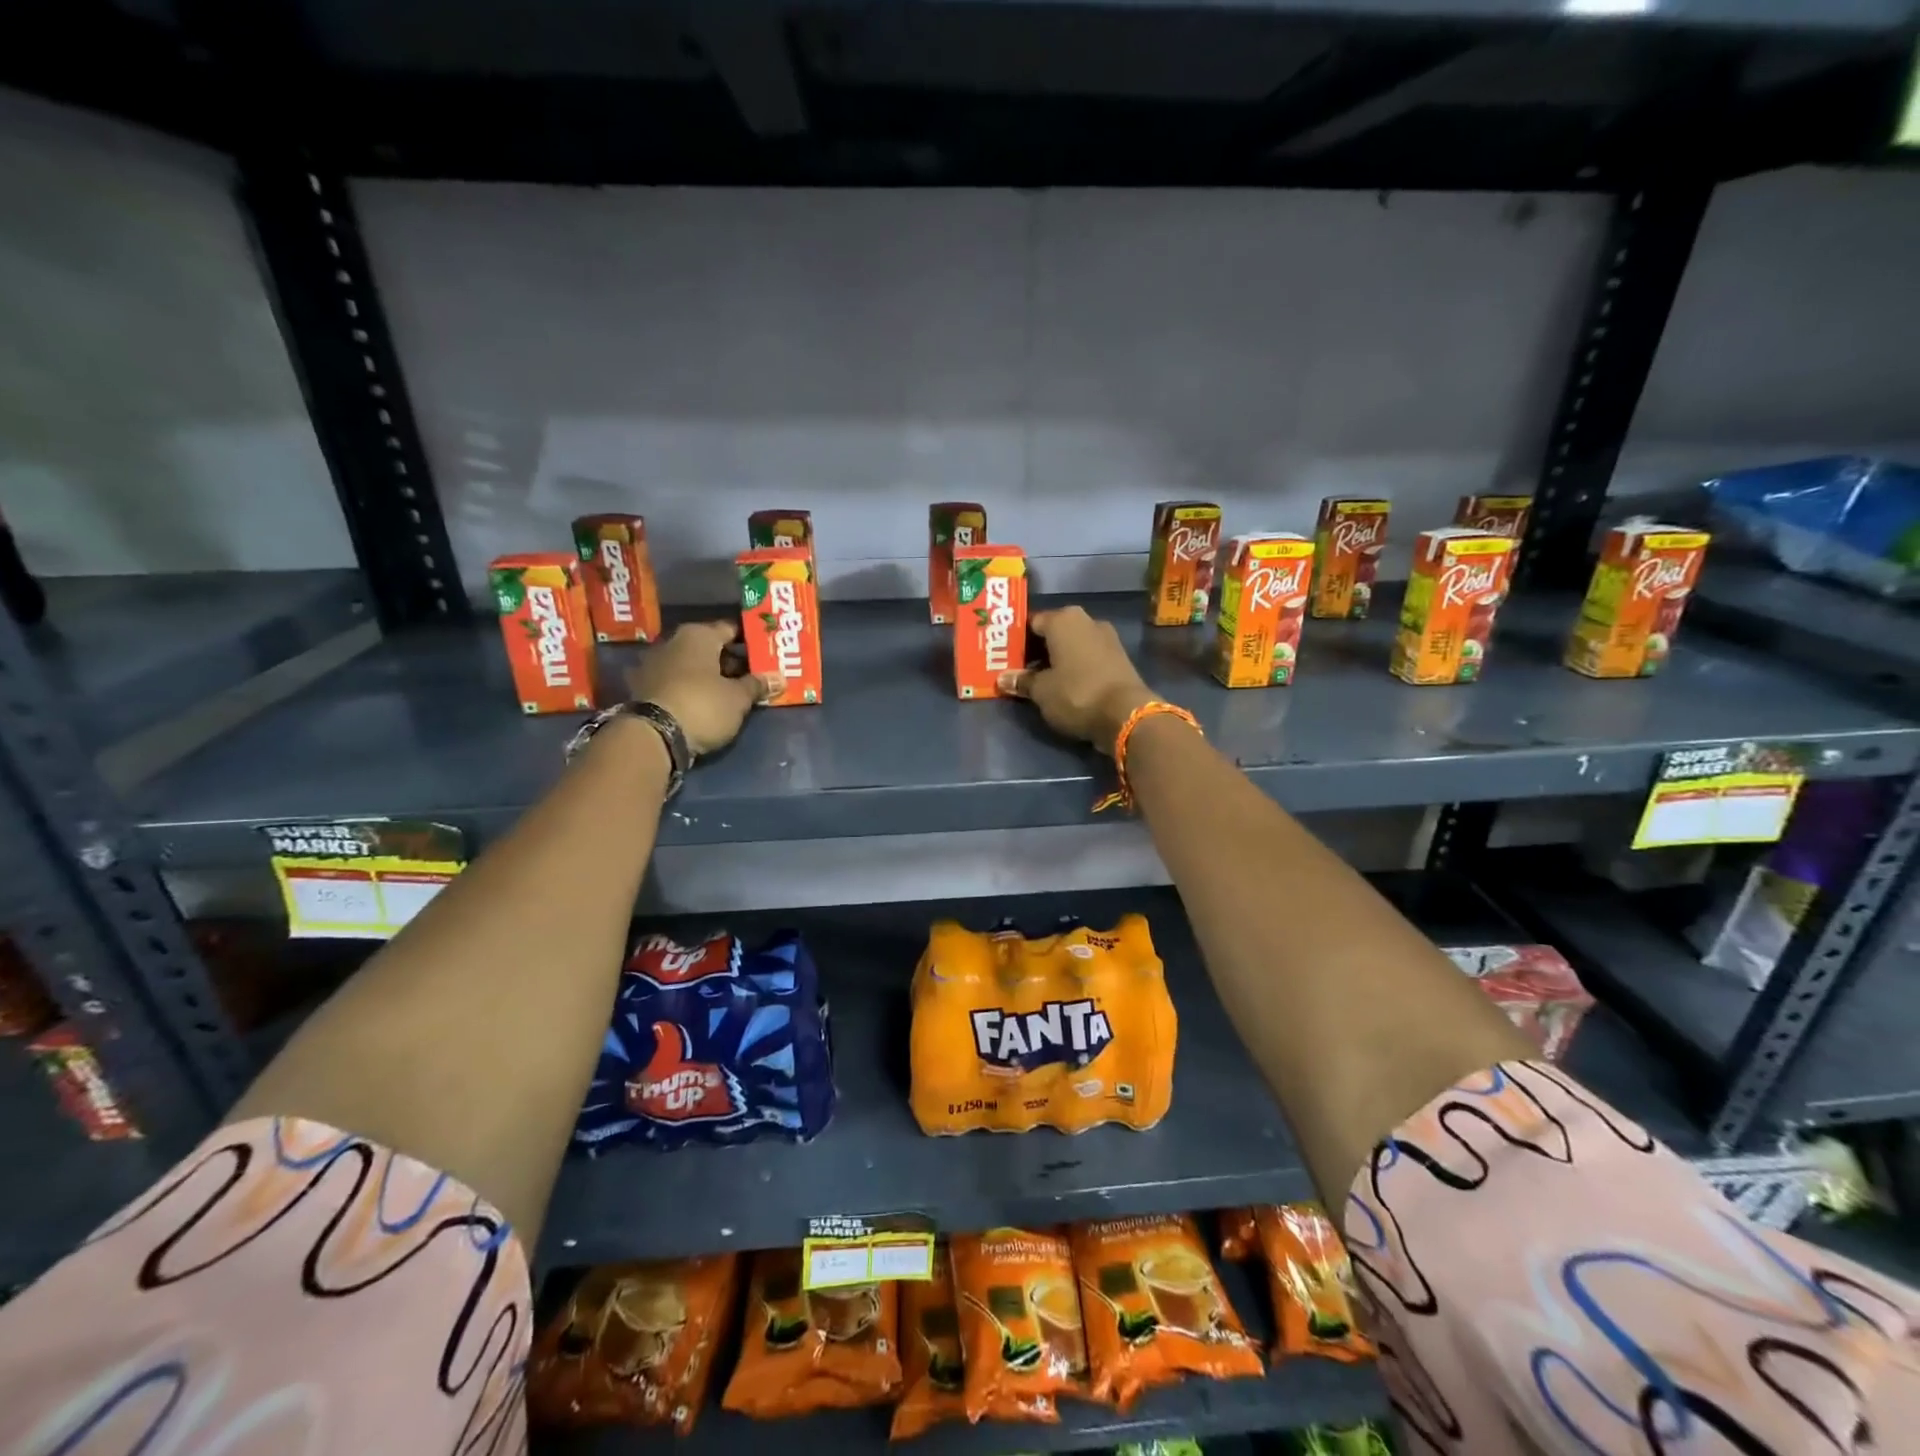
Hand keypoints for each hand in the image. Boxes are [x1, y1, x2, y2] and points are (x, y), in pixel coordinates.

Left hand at [625, 621, 779, 755]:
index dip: (749, 641)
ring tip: (732, 692)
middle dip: (730, 661)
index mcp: (698, 635)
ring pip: (691, 665)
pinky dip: (691, 688)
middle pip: (709, 648)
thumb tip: (779, 678)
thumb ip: (757, 685)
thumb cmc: (703, 705)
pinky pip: (676, 682)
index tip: (765, 652)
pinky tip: (705, 702)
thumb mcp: (738, 698)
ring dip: (710, 676)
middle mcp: (673, 642)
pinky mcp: (643, 689)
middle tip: (753, 675)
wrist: (653, 736)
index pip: (730, 629)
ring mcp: (653, 665)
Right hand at [998, 606, 1157, 755]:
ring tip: (1040, 680)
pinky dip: (1075, 667)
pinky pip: (1088, 657)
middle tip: (1019, 669)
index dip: (1016, 641)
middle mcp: (1086, 620)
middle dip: (1036, 650)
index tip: (1005, 658)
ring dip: (1057, 659)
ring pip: (1072, 645)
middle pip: (1053, 633)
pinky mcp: (1119, 657)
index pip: (1031, 623)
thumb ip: (1022, 681)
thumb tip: (1003, 678)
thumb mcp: (1041, 691)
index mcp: (1063, 619)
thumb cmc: (1076, 694)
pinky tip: (1065, 685)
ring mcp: (1107, 638)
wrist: (1126, 714)